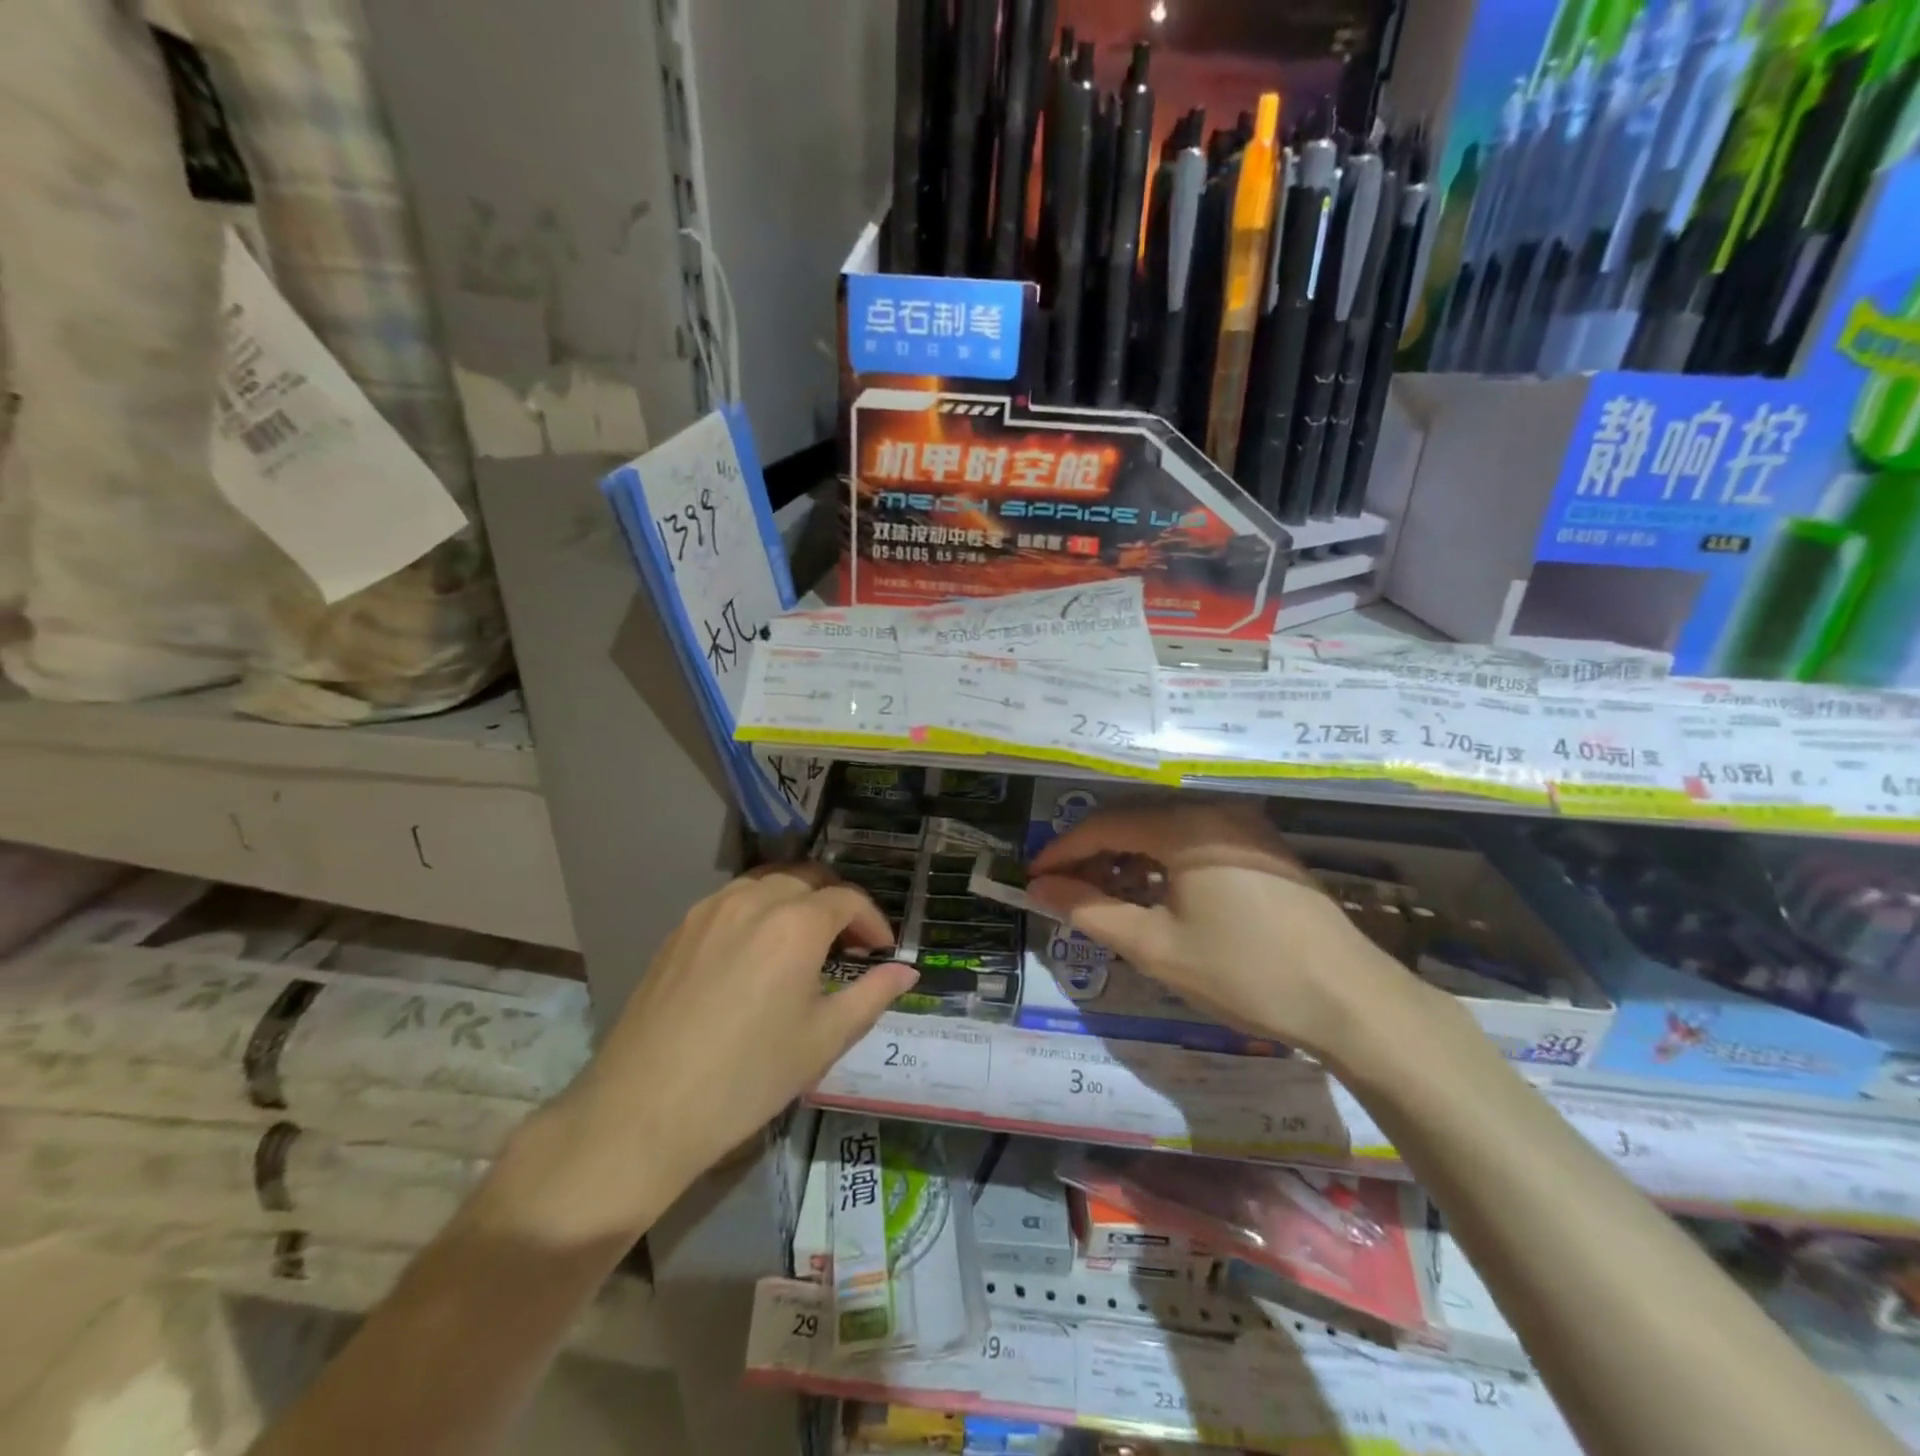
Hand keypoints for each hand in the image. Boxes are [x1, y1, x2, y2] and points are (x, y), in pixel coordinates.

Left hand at [486, 865, 915, 1246]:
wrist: (643, 1110)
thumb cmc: (747, 1078)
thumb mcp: (823, 1040)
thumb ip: (872, 995)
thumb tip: (907, 972)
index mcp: (796, 924)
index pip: (848, 899)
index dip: (873, 921)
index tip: (881, 951)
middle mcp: (754, 900)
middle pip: (809, 878)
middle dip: (837, 904)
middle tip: (847, 945)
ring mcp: (710, 910)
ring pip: (768, 882)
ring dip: (797, 900)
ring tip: (804, 943)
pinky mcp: (680, 928)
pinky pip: (732, 899)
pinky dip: (759, 909)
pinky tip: (756, 951)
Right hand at [1027, 801, 1420, 1058]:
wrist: (1349, 1000)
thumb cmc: (1244, 971)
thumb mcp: (1156, 947)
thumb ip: (1091, 911)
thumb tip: (1040, 888)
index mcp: (1185, 826)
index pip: (1105, 825)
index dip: (1064, 851)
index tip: (1035, 877)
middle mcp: (1215, 811)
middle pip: (1135, 821)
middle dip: (1094, 854)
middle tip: (1065, 890)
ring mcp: (1244, 827)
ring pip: (1166, 831)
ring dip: (1129, 859)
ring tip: (1105, 897)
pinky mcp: (1263, 848)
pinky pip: (1196, 842)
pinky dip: (1163, 863)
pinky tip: (1155, 896)